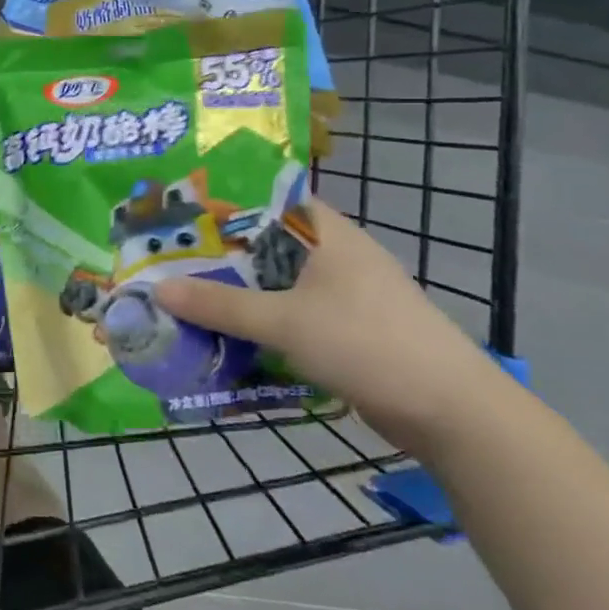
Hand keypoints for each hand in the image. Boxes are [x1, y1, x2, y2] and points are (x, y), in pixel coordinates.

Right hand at [153, 198, 506, 452]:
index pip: (263, 198)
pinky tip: (224, 335)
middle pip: (261, 244)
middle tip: (164, 261)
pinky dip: (257, 321)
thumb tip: (158, 288)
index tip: (174, 214)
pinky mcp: (344, 327)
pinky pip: (287, 313)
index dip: (218, 203)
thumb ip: (220, 304)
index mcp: (324, 231)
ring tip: (183, 297)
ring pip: (273, 282)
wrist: (450, 411)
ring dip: (234, 293)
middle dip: (215, 255)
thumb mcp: (285, 321)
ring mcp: (341, 292)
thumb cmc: (366, 343)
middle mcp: (332, 252)